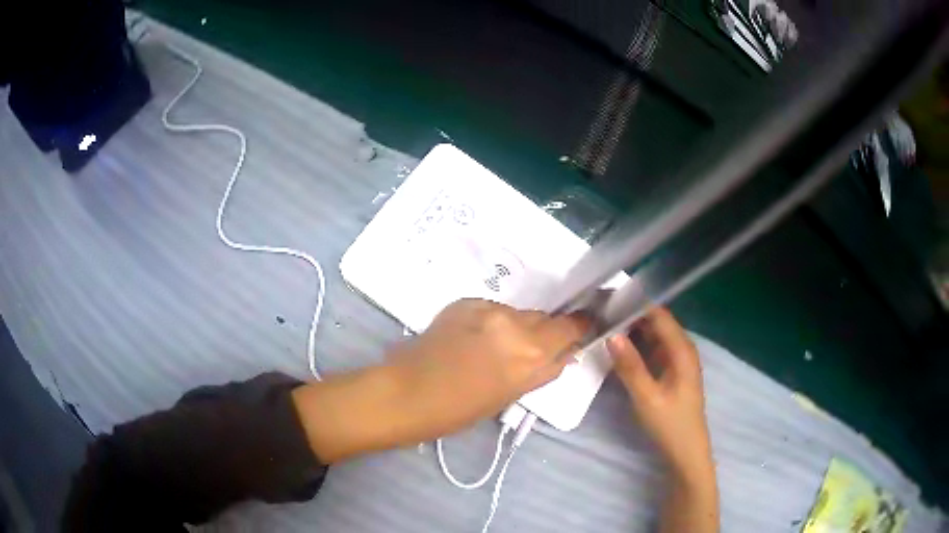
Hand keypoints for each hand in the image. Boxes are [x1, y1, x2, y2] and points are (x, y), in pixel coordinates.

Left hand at [388, 299, 589, 438]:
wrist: (409, 392)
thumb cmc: (461, 409)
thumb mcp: (512, 395)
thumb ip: (543, 370)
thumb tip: (563, 353)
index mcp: (532, 355)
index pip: (571, 327)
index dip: (579, 326)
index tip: (580, 329)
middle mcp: (516, 326)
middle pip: (545, 318)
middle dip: (544, 331)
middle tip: (528, 347)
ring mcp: (489, 310)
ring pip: (518, 313)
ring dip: (515, 326)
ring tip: (493, 346)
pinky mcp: (466, 302)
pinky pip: (492, 309)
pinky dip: (491, 321)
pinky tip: (471, 338)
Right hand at [607, 308, 712, 476]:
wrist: (686, 451)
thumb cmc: (670, 424)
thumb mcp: (646, 396)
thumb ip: (630, 365)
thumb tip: (611, 334)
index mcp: (682, 350)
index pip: (658, 315)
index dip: (635, 305)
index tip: (607, 301)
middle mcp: (682, 349)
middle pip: (656, 323)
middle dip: (631, 317)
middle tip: (600, 315)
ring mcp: (678, 361)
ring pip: (654, 336)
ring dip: (633, 331)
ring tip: (605, 327)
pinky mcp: (672, 372)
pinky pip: (654, 350)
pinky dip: (638, 346)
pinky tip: (619, 349)